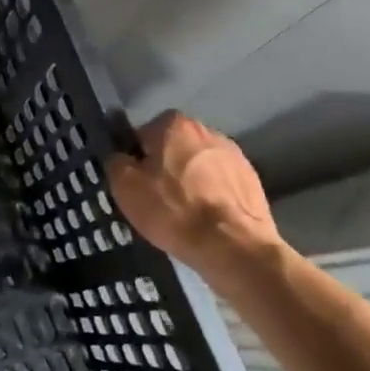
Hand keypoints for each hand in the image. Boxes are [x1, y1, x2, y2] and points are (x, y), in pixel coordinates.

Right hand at [107, 111, 280, 276]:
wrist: (233, 245)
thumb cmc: (172, 209)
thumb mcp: (125, 186)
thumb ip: (116, 162)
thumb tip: (122, 158)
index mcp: (174, 125)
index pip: (143, 135)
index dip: (135, 159)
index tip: (135, 183)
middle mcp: (207, 131)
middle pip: (173, 148)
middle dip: (164, 168)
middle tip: (155, 198)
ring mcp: (235, 156)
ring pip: (198, 166)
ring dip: (189, 182)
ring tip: (182, 213)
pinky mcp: (253, 181)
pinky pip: (220, 184)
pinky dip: (211, 197)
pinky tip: (205, 220)